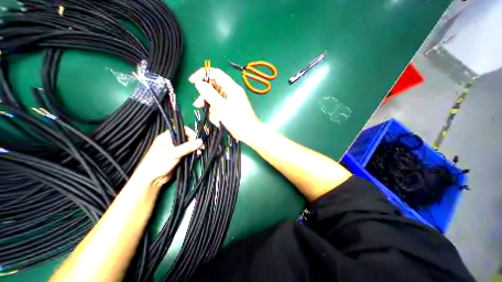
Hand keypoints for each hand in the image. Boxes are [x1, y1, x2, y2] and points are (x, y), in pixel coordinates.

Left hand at [130, 127, 202, 187]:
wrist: (152, 179)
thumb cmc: (159, 162)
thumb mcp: (174, 153)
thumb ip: (188, 147)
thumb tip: (201, 141)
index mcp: (167, 137)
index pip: (181, 130)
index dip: (190, 133)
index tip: (196, 139)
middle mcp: (172, 141)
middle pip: (186, 137)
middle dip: (194, 142)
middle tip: (200, 147)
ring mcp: (175, 149)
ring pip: (188, 145)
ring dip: (195, 148)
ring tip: (199, 152)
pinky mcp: (178, 156)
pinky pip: (188, 152)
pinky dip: (193, 153)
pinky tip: (197, 155)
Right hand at [186, 67, 260, 141]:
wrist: (249, 134)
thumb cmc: (237, 120)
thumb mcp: (222, 107)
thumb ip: (210, 94)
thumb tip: (199, 83)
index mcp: (232, 87)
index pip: (216, 73)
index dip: (203, 74)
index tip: (192, 82)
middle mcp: (231, 92)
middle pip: (214, 87)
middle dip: (206, 97)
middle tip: (199, 105)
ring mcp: (231, 101)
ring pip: (215, 99)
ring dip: (212, 108)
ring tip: (215, 118)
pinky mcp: (230, 109)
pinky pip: (219, 107)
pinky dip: (217, 114)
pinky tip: (219, 121)